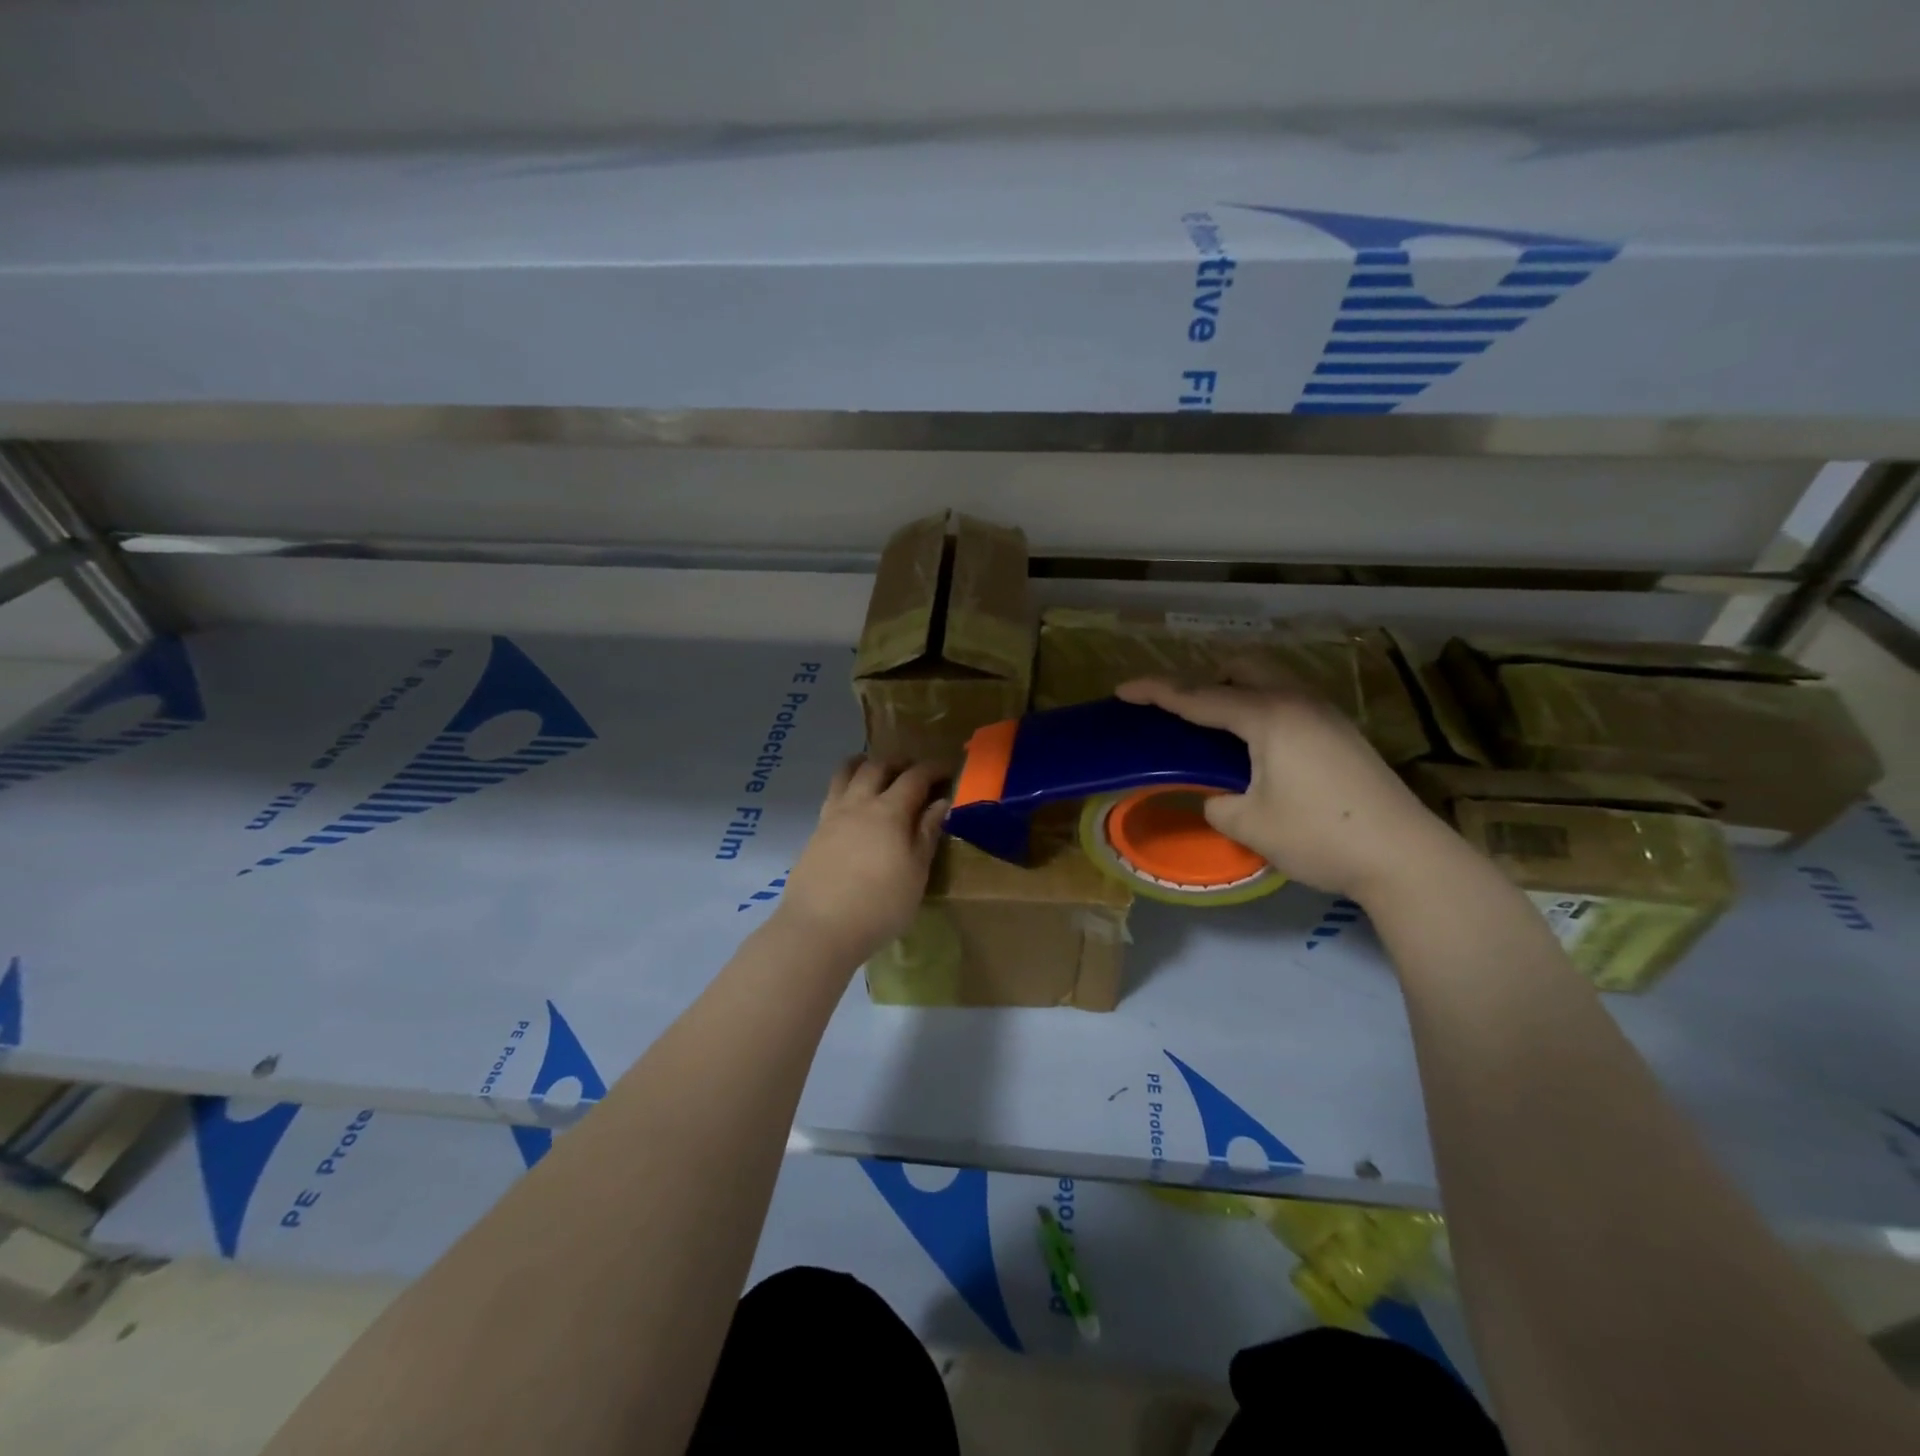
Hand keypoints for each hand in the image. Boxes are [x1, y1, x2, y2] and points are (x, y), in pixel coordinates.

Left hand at [774, 757, 948, 965]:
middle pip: (877, 767)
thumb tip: (941, 803)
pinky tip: (854, 805)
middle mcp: (858, 804)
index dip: (933, 769)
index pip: (915, 777)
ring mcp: (832, 816)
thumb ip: (927, 834)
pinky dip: (847, 786)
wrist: (819, 928)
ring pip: (846, 774)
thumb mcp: (916, 873)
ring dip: (865, 765)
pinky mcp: (814, 833)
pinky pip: (833, 795)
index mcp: (889, 811)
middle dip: (899, 762)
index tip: (949, 769)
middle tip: (914, 770)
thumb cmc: (880, 905)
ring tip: (876, 771)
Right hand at [1116, 672, 1455, 902]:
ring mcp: (1324, 713)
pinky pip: (1285, 699)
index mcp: (1268, 716)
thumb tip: (1218, 797)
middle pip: (1238, 667)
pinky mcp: (1339, 731)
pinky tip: (1253, 740)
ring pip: (1267, 679)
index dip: (1156, 691)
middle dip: (1200, 678)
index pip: (1199, 697)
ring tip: (1211, 723)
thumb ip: (1217, 802)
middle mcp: (1296, 701)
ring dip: (1232, 689)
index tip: (1122, 689)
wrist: (1404, 856)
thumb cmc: (1320, 836)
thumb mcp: (1249, 824)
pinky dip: (1257, 705)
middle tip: (1175, 707)